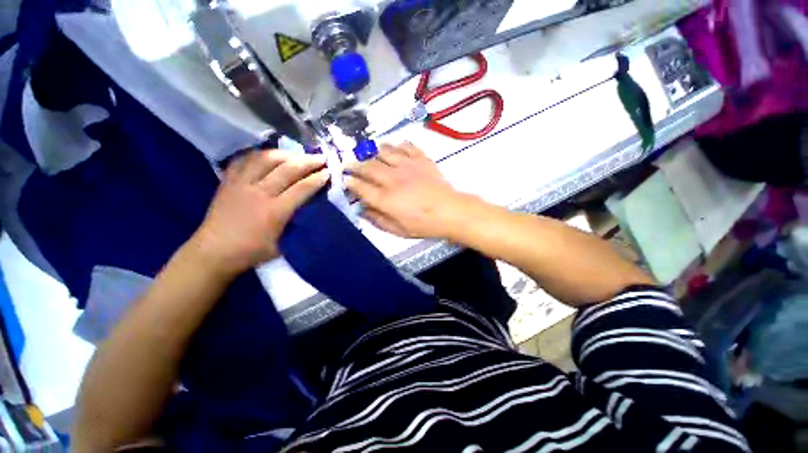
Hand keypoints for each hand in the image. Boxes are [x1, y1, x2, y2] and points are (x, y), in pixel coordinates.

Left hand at [190, 149, 328, 276]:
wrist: (212, 253)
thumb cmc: (251, 252)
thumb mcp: (282, 245)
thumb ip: (295, 225)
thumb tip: (309, 210)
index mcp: (275, 212)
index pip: (302, 188)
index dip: (318, 178)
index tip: (329, 171)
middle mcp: (259, 193)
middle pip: (287, 169)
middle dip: (308, 161)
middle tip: (320, 157)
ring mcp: (241, 185)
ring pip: (265, 159)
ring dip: (285, 154)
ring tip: (296, 154)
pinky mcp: (227, 182)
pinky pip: (244, 160)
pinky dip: (258, 155)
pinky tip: (268, 156)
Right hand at [346, 143, 468, 238]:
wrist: (450, 211)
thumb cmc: (424, 224)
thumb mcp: (398, 230)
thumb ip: (378, 220)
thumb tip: (362, 210)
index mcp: (386, 199)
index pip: (361, 187)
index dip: (350, 182)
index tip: (345, 180)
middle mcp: (392, 179)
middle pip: (368, 167)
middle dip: (355, 165)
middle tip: (349, 164)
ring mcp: (407, 166)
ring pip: (384, 152)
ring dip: (374, 152)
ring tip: (371, 155)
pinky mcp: (420, 159)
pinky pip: (405, 146)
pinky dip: (397, 145)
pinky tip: (395, 148)